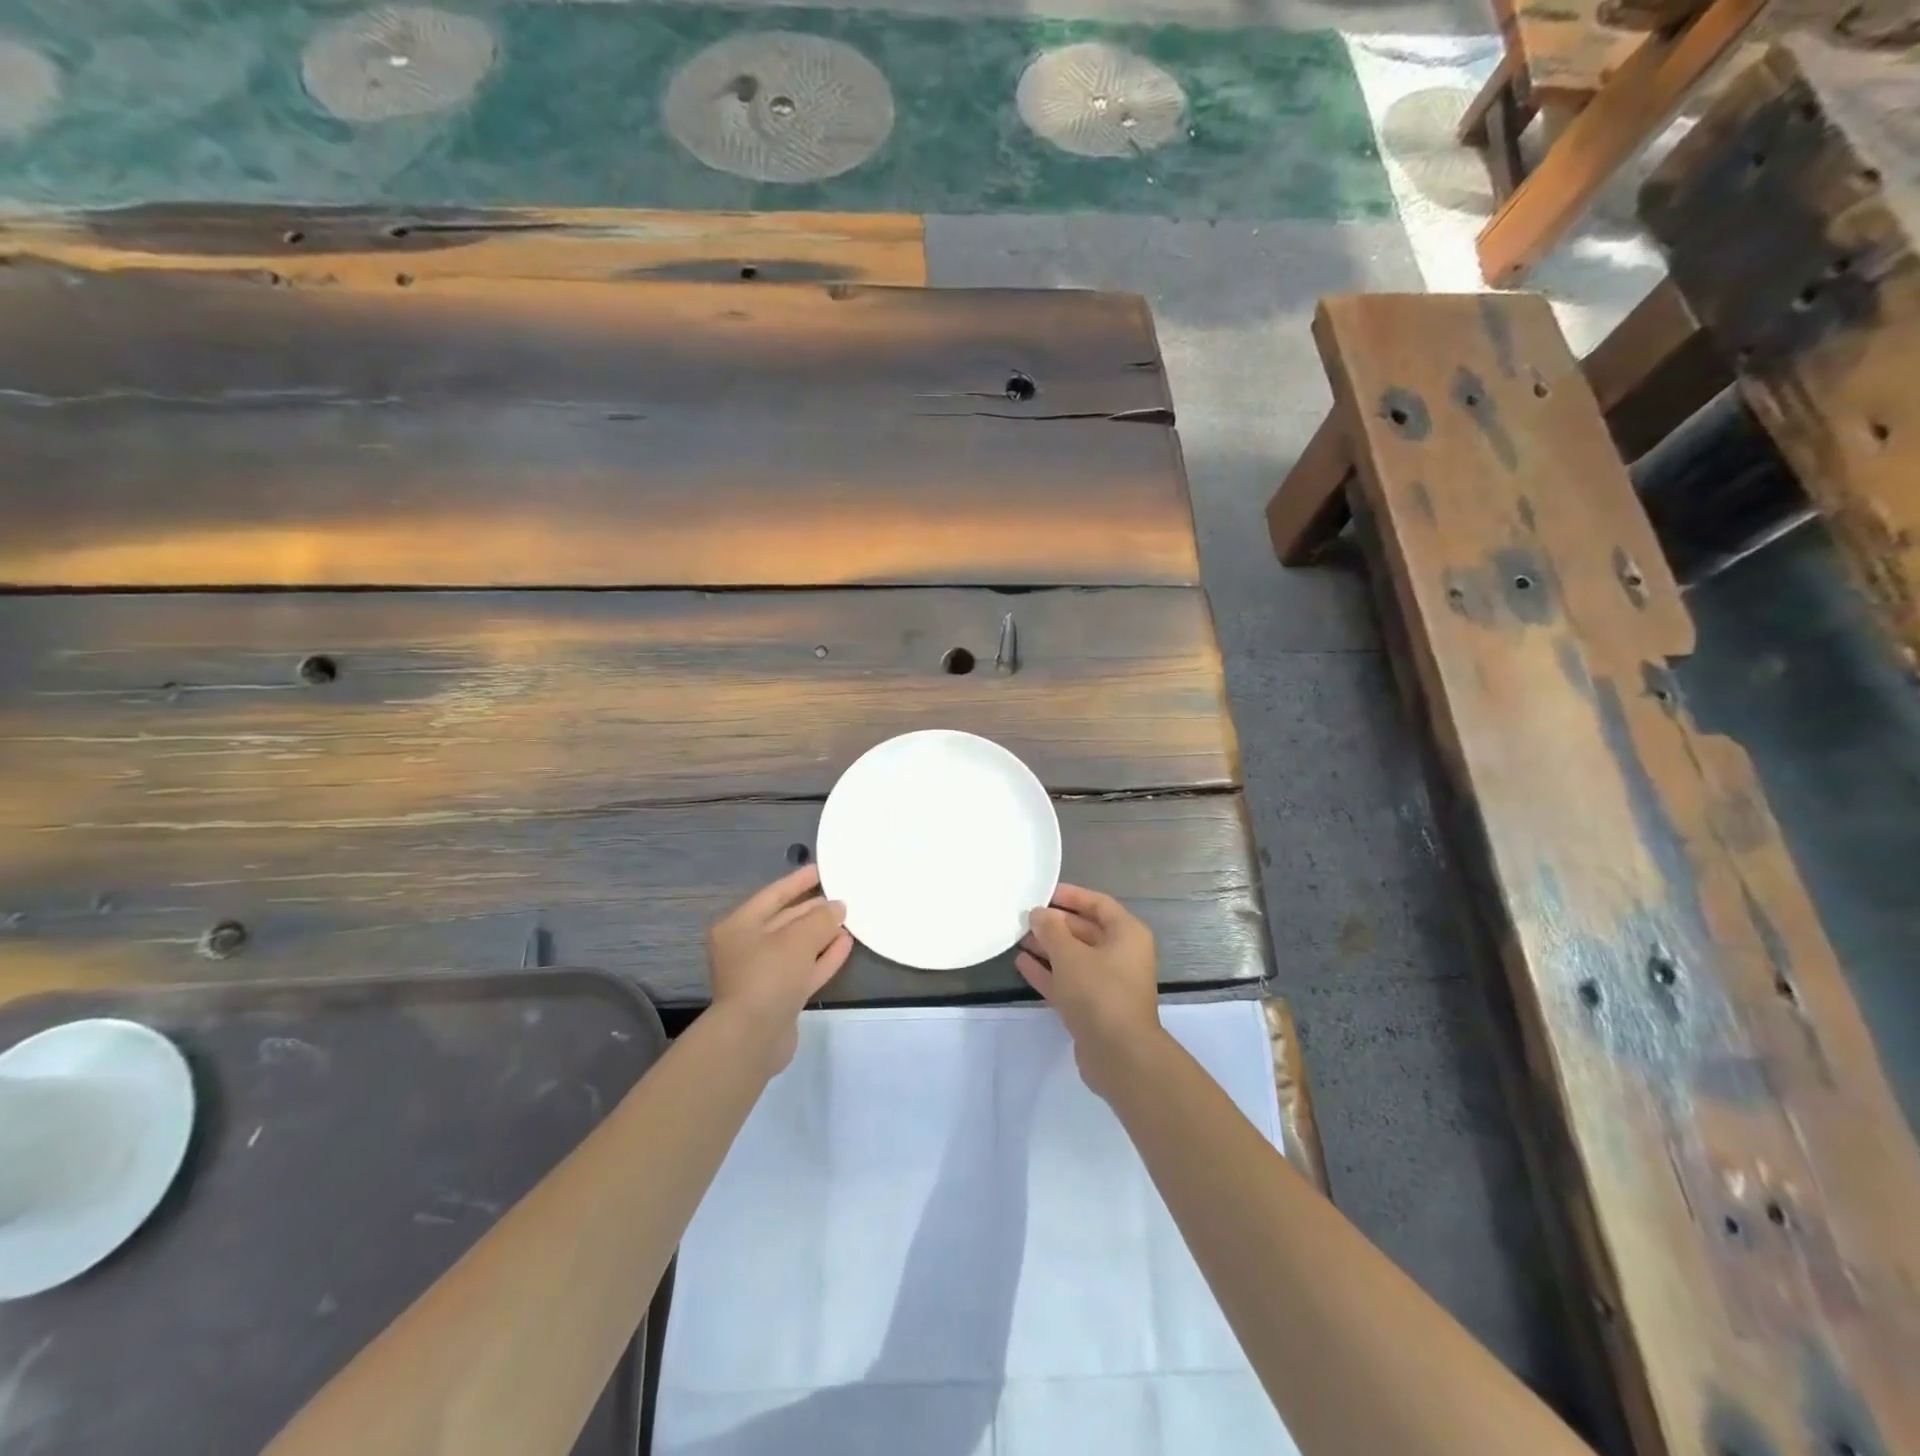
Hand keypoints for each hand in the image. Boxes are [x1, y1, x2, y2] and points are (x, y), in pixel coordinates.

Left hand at [707, 865, 851, 1072]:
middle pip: (785, 921)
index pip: (772, 895)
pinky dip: (823, 957)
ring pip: (797, 947)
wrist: (752, 1038)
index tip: (821, 870)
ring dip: (822, 934)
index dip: (797, 881)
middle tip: (842, 897)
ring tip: (849, 919)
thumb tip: (838, 907)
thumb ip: (821, 918)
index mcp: (738, 926)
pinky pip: (804, 969)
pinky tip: (846, 944)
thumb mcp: (798, 938)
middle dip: (813, 910)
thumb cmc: (768, 975)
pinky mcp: (779, 997)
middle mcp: (746, 948)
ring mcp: (762, 975)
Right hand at [1016, 884, 1163, 1098]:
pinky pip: (1068, 980)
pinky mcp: (1093, 1007)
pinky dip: (1047, 971)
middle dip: (1054, 924)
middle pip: (1084, 930)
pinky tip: (1021, 963)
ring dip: (1047, 947)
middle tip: (1022, 917)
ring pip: (1073, 957)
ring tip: (1016, 937)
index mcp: (1126, 934)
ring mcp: (1107, 983)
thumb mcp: (1070, 955)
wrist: (1120, 1055)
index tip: (1041, 893)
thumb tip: (1039, 914)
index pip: (1097, 904)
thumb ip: (1051, 930)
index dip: (1070, 896)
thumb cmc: (1099, 992)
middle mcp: (1121, 955)